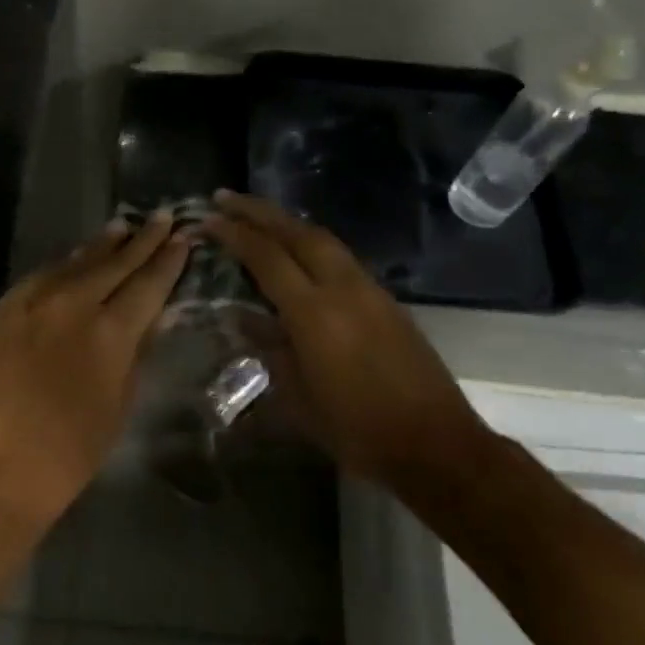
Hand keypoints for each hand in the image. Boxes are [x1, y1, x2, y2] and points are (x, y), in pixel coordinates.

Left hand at [0, 214, 189, 531]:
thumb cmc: (66, 456)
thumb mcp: (117, 406)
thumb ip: (134, 354)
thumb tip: (151, 317)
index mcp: (110, 332)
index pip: (148, 284)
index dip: (168, 260)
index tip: (183, 237)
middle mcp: (73, 303)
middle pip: (115, 262)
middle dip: (142, 239)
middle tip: (161, 216)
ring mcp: (32, 301)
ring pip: (76, 261)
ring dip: (102, 244)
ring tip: (122, 226)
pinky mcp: (1, 308)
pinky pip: (41, 276)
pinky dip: (64, 265)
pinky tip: (73, 259)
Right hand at [204, 191, 491, 487]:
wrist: (436, 446)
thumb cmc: (358, 431)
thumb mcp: (299, 398)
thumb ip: (269, 348)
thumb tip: (241, 317)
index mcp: (314, 312)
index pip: (266, 256)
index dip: (234, 233)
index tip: (208, 218)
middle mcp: (342, 287)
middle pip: (296, 231)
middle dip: (258, 210)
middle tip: (226, 198)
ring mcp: (368, 289)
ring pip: (322, 238)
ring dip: (286, 222)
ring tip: (257, 216)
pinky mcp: (385, 298)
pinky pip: (339, 255)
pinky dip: (310, 241)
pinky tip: (298, 250)